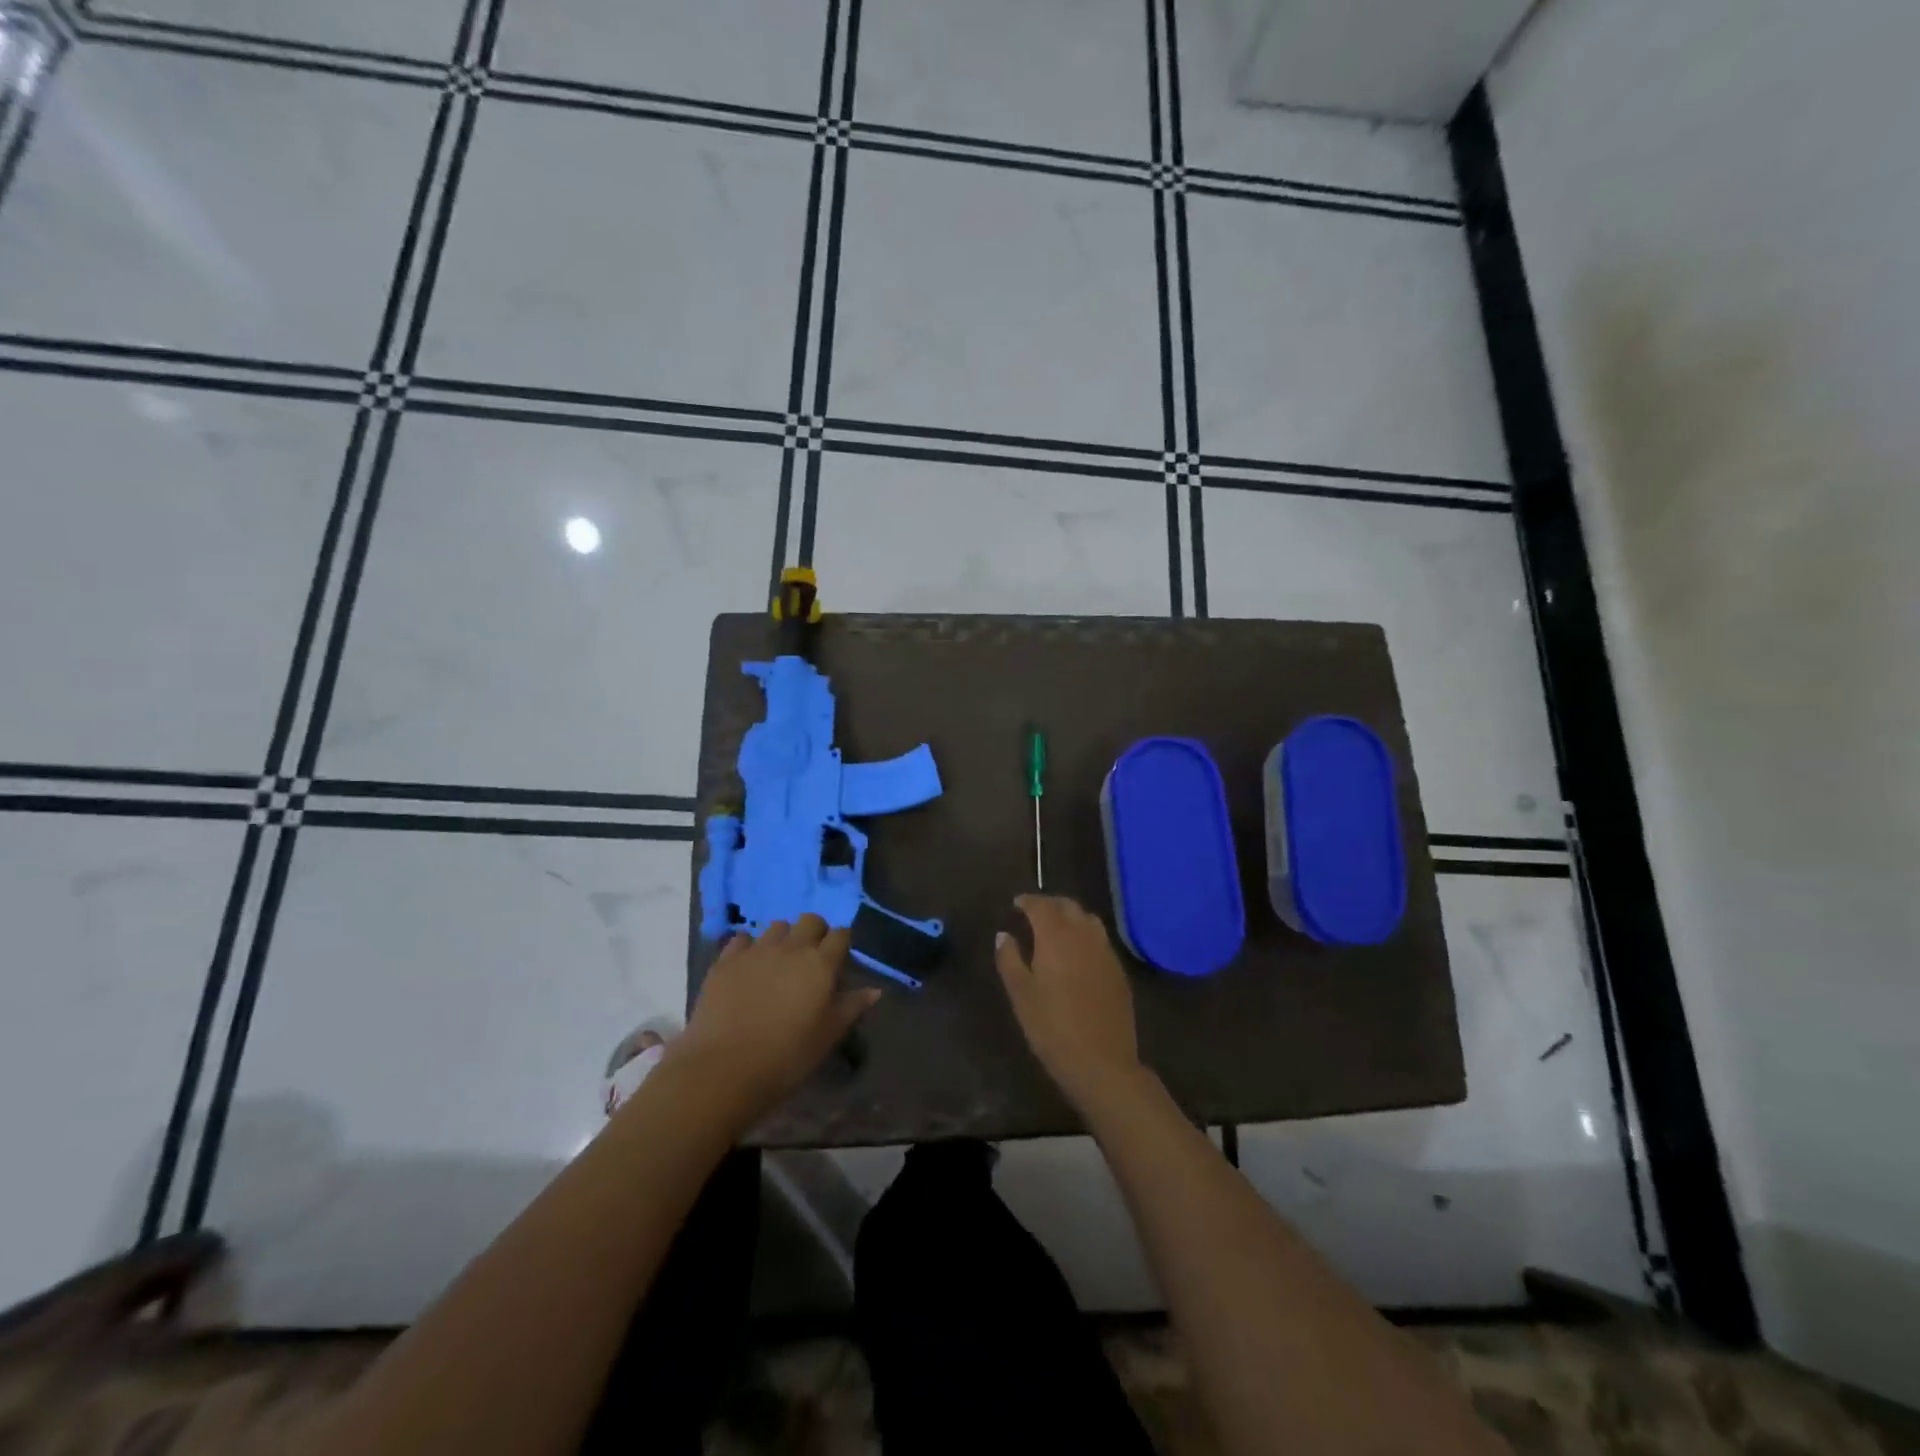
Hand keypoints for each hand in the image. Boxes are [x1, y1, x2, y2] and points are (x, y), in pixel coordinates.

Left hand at [671, 915, 879, 1115]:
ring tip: (779, 963)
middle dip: (815, 932)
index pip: (840, 934)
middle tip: (810, 959)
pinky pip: (742, 939)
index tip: (838, 960)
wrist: (725, 1068)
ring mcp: (756, 950)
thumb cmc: (787, 1056)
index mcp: (821, 963)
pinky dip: (749, 947)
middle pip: (810, 920)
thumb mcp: (828, 1035)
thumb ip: (852, 1007)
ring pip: (777, 926)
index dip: (841, 943)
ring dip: (783, 938)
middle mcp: (791, 947)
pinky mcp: (726, 960)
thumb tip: (875, 990)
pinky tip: (748, 966)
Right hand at [995, 895, 1143, 1109]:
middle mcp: (1084, 935)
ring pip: (1088, 919)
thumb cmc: (1052, 1028)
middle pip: (1068, 906)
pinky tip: (1077, 951)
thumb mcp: (1021, 995)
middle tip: (1034, 912)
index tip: (1016, 903)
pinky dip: (1085, 934)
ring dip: (1070, 915)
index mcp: (1056, 936)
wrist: (1102, 1062)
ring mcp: (1106, 951)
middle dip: (1050, 904)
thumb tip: (1003, 935)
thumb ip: (1009, 959)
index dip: (1027, 901)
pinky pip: (1100, 939)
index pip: (1041, 905)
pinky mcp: (1118, 970)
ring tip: (1056, 927)